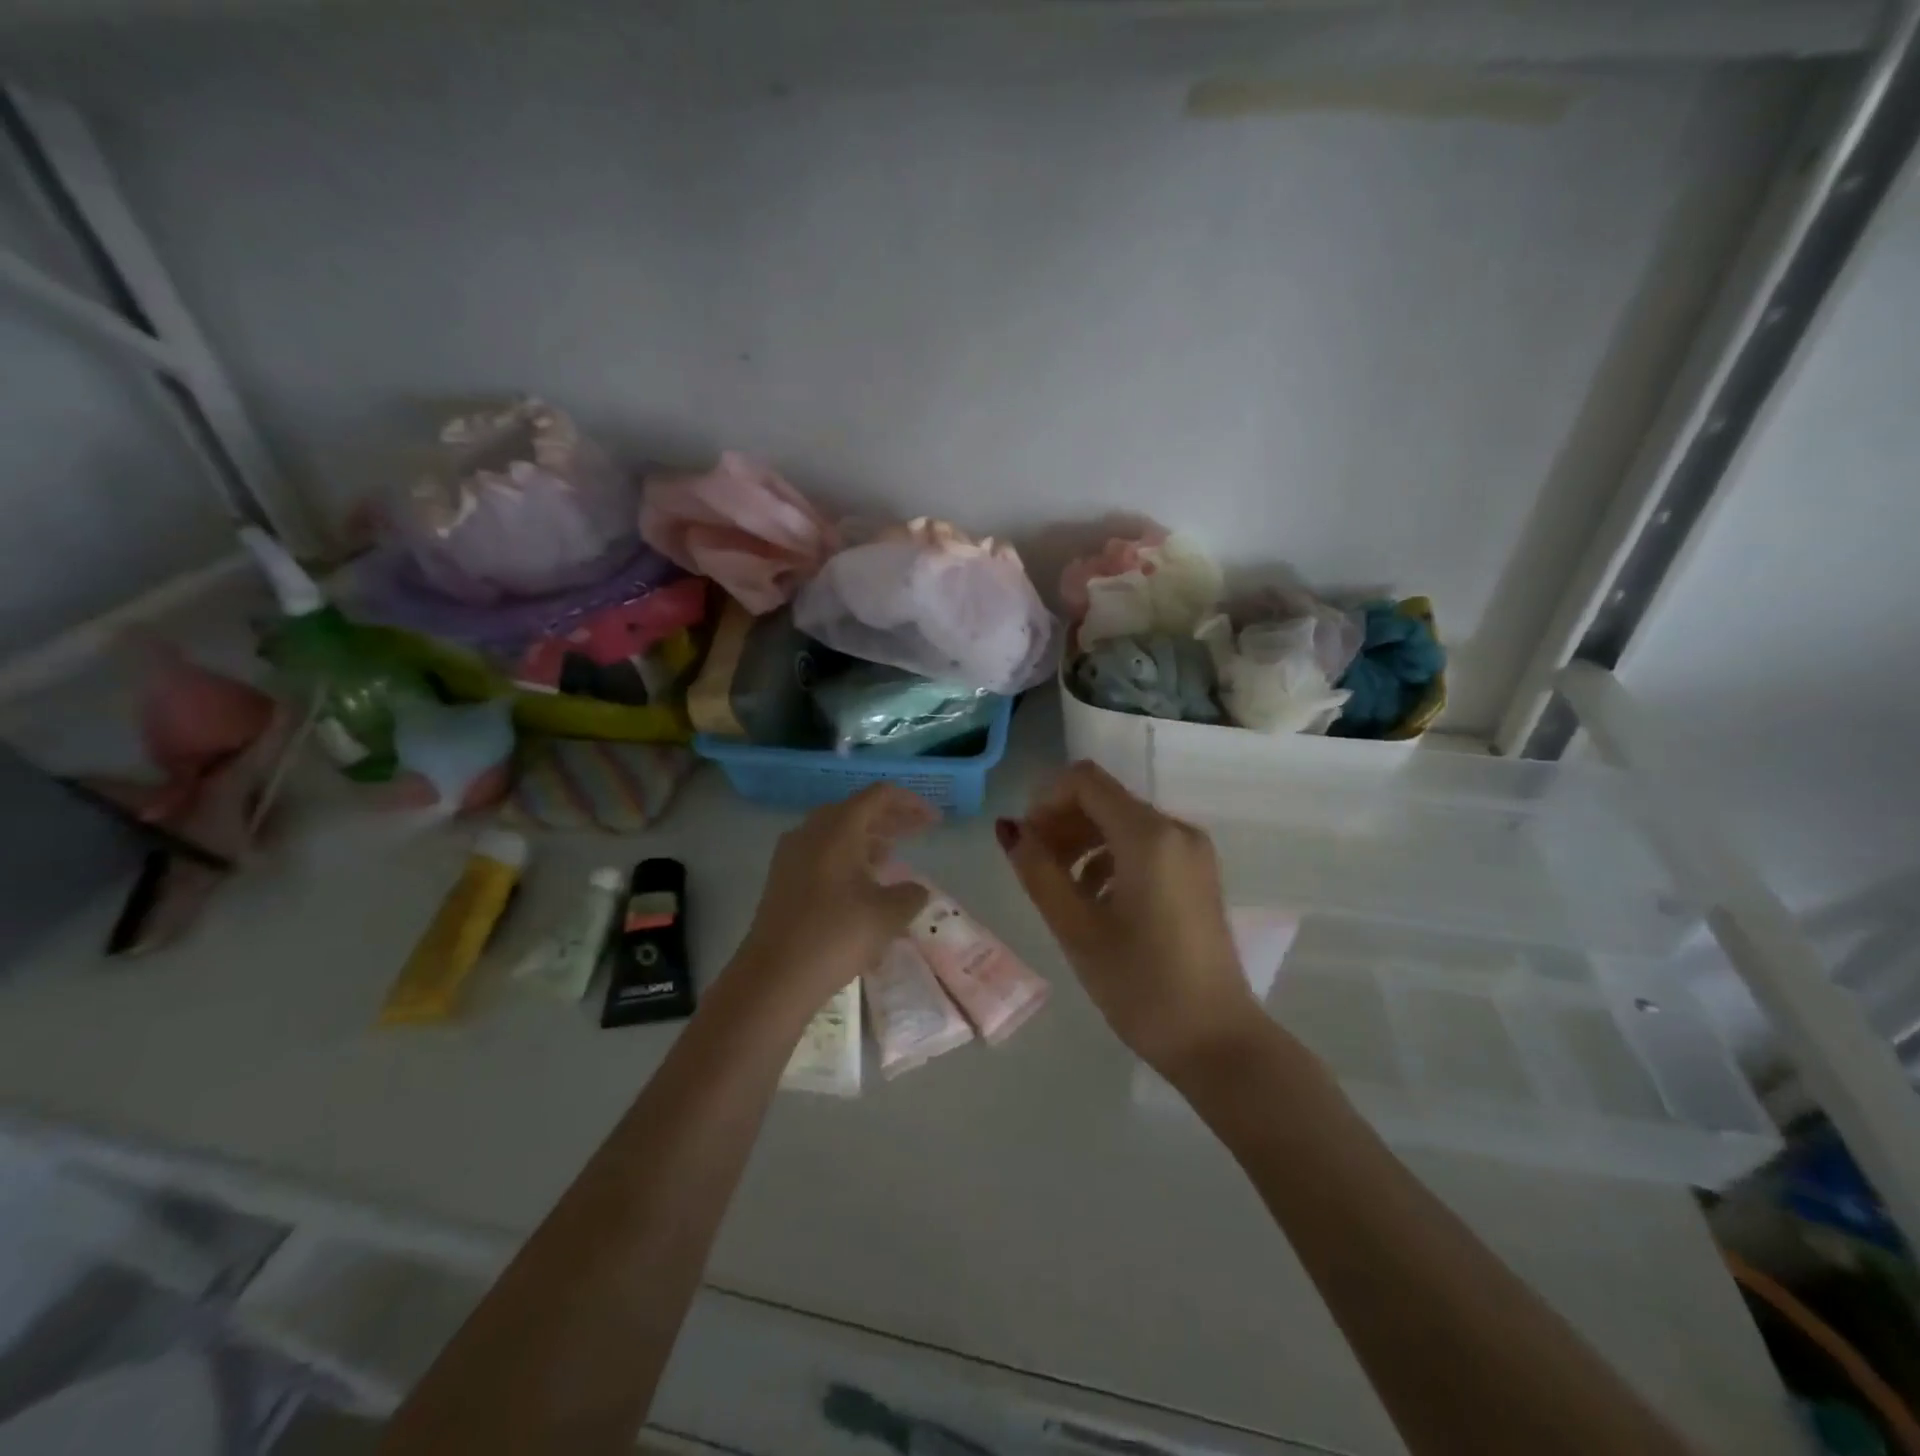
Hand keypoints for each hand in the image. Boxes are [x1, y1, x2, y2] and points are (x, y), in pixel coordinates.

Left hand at [731, 784, 936, 1019]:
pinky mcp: (783, 879)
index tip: (934, 820)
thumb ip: (910, 895)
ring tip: (894, 856)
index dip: (910, 803)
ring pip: (837, 833)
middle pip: (857, 810)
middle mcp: (811, 831)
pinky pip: (821, 853)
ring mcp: (792, 854)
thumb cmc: (836, 936)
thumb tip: (915, 890)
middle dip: (890, 819)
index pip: (879, 796)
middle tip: (919, 831)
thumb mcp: (887, 915)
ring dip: (868, 839)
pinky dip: (847, 857)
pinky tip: (863, 883)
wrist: (774, 976)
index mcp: (838, 828)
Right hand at [999, 761, 1263, 1078]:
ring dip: (1083, 841)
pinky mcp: (1197, 874)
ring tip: (1059, 887)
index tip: (1026, 842)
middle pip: (1104, 799)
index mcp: (1149, 835)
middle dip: (1061, 822)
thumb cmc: (1140, 985)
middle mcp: (1176, 830)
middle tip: (1034, 867)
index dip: (1045, 800)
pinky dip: (1110, 858)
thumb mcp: (1077, 928)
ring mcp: (1192, 852)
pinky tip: (1094, 900)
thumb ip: (1038, 870)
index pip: (1085, 780)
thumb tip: (1009, 828)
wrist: (1216, 1042)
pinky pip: (1144, 846)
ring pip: (1123, 822)